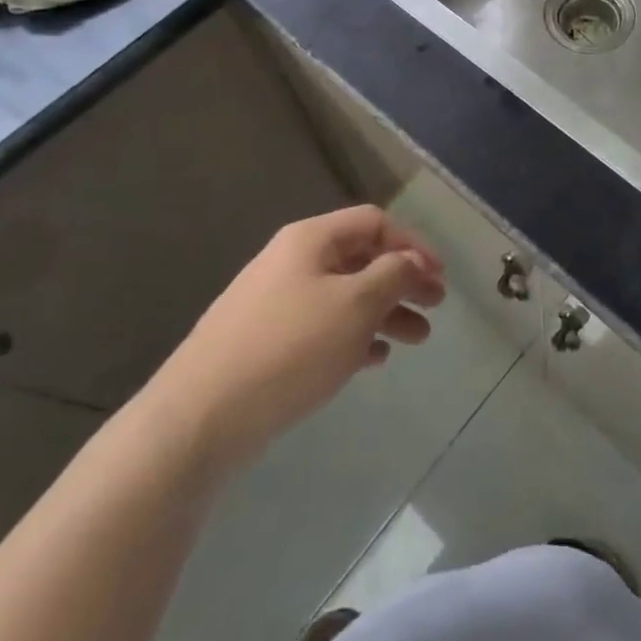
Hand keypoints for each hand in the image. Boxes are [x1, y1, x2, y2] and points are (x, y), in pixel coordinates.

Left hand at [161, 206, 446, 450]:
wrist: (199, 418)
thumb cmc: (289, 348)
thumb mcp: (354, 305)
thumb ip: (392, 276)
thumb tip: (412, 261)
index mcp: (310, 239)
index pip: (374, 223)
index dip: (413, 243)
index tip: (440, 276)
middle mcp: (292, 262)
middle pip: (361, 259)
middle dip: (402, 280)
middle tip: (436, 307)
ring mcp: (275, 303)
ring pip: (345, 296)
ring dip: (384, 312)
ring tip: (417, 340)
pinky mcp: (266, 343)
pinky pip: (323, 327)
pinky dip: (354, 336)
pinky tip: (374, 359)